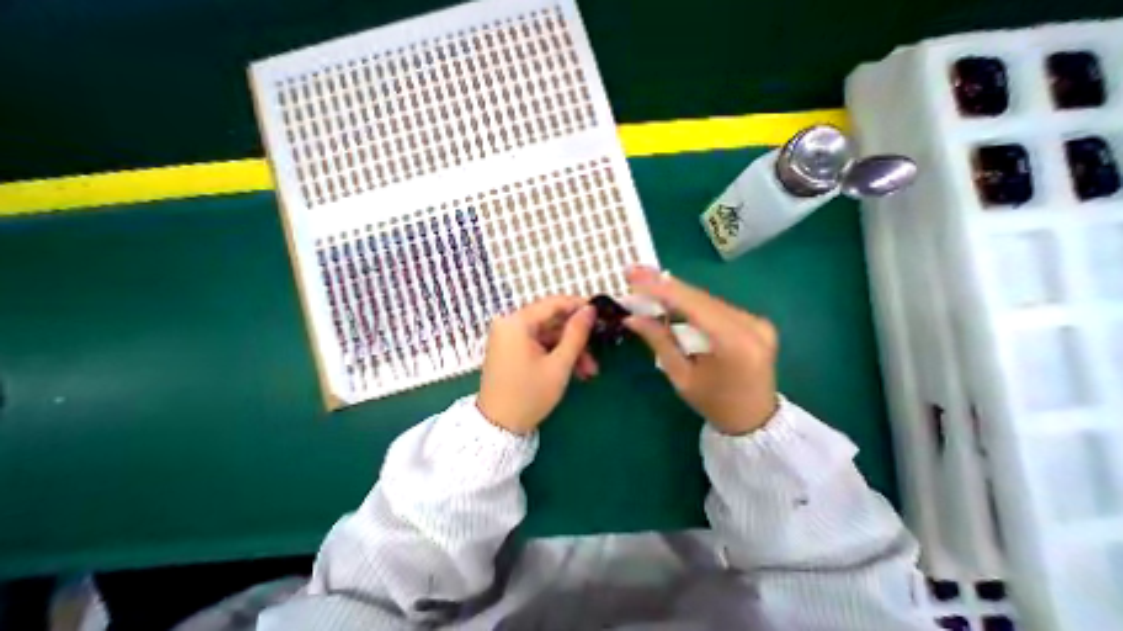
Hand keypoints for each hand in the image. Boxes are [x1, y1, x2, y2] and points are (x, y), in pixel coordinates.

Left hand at [475, 295, 594, 432]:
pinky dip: (555, 355)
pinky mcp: (511, 349)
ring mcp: (509, 337)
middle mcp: (510, 323)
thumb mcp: (559, 365)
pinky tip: (574, 372)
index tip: (601, 315)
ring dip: (569, 351)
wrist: (497, 428)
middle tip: (598, 352)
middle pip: (552, 321)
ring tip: (590, 372)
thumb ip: (576, 334)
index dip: (580, 307)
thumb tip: (590, 310)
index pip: (554, 303)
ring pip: (548, 335)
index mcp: (517, 322)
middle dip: (577, 339)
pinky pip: (538, 345)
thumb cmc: (529, 395)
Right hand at [622, 263, 783, 433]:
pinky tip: (668, 295)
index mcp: (735, 343)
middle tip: (634, 272)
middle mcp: (751, 325)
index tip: (634, 277)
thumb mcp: (680, 376)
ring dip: (674, 291)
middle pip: (699, 297)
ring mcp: (756, 321)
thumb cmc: (714, 404)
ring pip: (705, 298)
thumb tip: (631, 318)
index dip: (660, 289)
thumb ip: (659, 341)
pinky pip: (713, 306)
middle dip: (663, 284)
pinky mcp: (754, 321)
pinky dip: (689, 301)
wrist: (755, 420)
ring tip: (645, 281)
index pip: (692, 305)